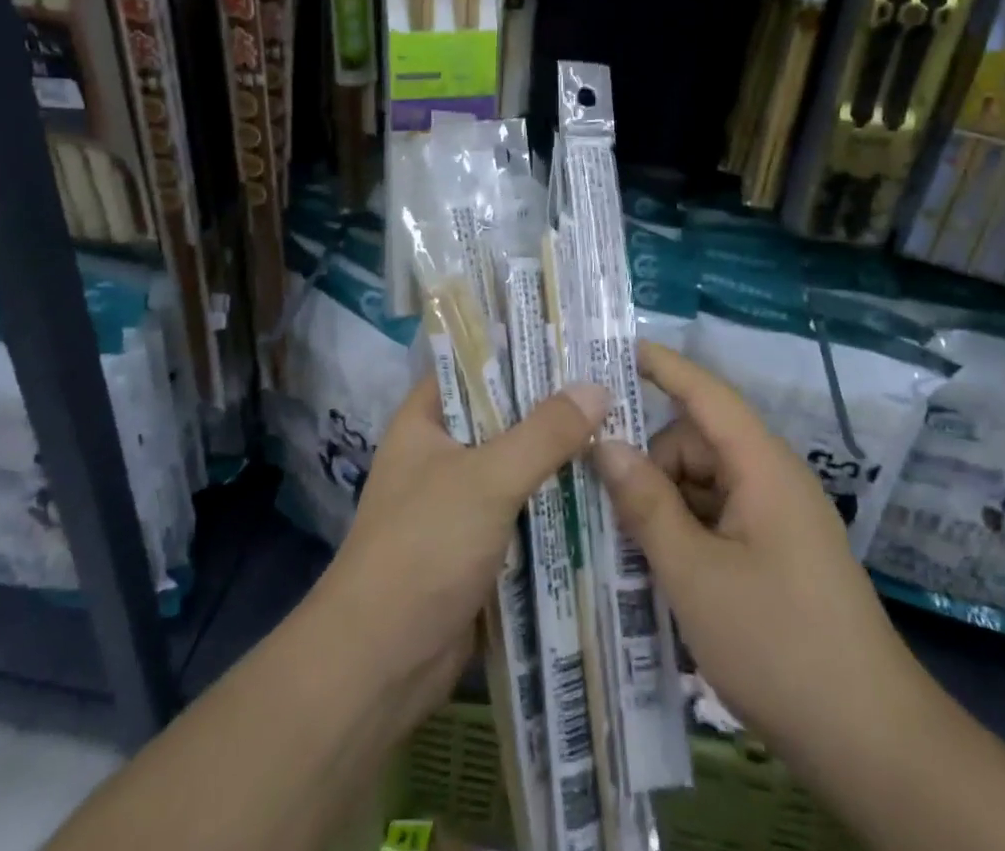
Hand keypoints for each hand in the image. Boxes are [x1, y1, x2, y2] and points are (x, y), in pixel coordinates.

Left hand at [314, 370, 609, 728]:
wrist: (380, 663)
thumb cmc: (423, 548)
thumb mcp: (487, 479)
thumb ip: (544, 433)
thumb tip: (598, 388)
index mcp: (425, 420)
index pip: (475, 364)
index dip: (521, 349)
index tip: (575, 339)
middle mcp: (442, 452)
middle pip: (504, 416)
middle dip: (554, 407)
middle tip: (615, 384)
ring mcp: (460, 501)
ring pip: (519, 466)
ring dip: (561, 458)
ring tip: (624, 431)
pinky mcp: (479, 546)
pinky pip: (524, 511)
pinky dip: (557, 504)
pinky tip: (607, 493)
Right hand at [593, 343, 918, 754]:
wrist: (872, 743)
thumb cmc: (779, 645)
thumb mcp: (695, 575)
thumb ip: (647, 503)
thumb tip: (605, 443)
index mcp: (762, 466)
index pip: (706, 393)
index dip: (662, 366)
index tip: (614, 349)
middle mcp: (771, 479)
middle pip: (695, 445)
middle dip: (649, 466)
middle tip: (601, 504)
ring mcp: (777, 518)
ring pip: (703, 485)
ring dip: (663, 507)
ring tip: (624, 548)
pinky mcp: (776, 553)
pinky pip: (718, 519)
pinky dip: (686, 534)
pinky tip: (658, 573)